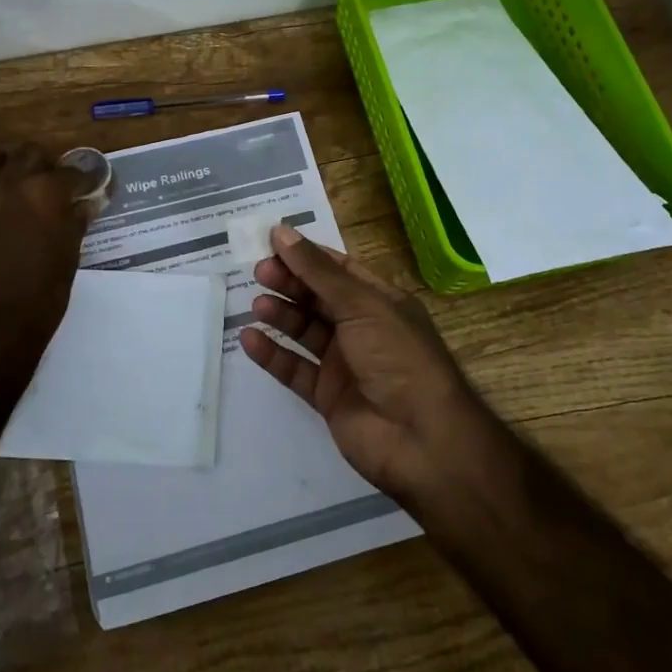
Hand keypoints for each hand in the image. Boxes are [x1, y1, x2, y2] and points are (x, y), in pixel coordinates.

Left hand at [0, 143, 92, 362]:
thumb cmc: (41, 293)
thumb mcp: (68, 257)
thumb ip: (75, 223)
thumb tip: (84, 205)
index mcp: (46, 192)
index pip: (71, 172)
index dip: (83, 179)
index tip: (87, 187)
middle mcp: (10, 182)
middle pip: (28, 152)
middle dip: (41, 163)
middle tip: (46, 183)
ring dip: (0, 165)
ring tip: (7, 183)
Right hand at [240, 225, 484, 500]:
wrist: (421, 439)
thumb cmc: (398, 357)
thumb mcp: (362, 305)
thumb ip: (318, 271)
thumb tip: (282, 232)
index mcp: (381, 302)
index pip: (339, 270)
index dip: (307, 255)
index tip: (271, 241)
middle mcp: (363, 329)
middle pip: (319, 298)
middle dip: (290, 283)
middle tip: (259, 272)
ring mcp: (345, 364)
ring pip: (305, 332)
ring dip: (281, 315)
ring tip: (257, 304)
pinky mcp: (328, 396)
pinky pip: (295, 369)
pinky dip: (273, 354)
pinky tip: (251, 339)